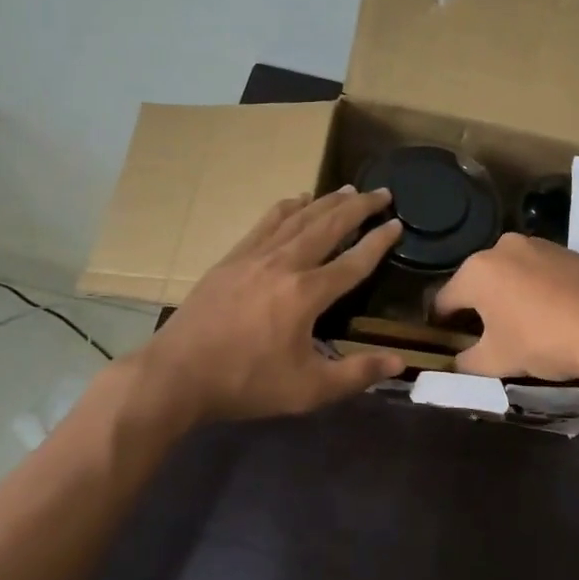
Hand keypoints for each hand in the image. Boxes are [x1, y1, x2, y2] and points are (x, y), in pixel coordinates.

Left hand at [128, 187, 406, 423]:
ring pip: (298, 219)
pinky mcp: (231, 259)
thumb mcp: (308, 390)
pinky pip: (266, 223)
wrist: (178, 374)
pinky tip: (296, 200)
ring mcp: (254, 257)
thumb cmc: (246, 383)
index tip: (397, 224)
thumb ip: (356, 374)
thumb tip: (400, 361)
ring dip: (326, 202)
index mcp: (307, 294)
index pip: (353, 262)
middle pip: (328, 226)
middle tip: (381, 193)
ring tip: (347, 189)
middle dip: (358, 207)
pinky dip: (286, 208)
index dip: (379, 242)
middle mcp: (284, 264)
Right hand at [433, 233, 578, 379]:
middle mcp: (502, 248)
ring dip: (507, 295)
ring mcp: (537, 245)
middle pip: (477, 282)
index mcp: (476, 271)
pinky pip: (538, 271)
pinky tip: (549, 313)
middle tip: (485, 336)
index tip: (444, 340)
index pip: (444, 300)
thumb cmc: (542, 341)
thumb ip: (467, 362)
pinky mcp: (567, 251)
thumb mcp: (496, 361)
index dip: (441, 323)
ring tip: (520, 325)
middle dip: (477, 307)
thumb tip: (456, 364)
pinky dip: (535, 289)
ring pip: (509, 274)